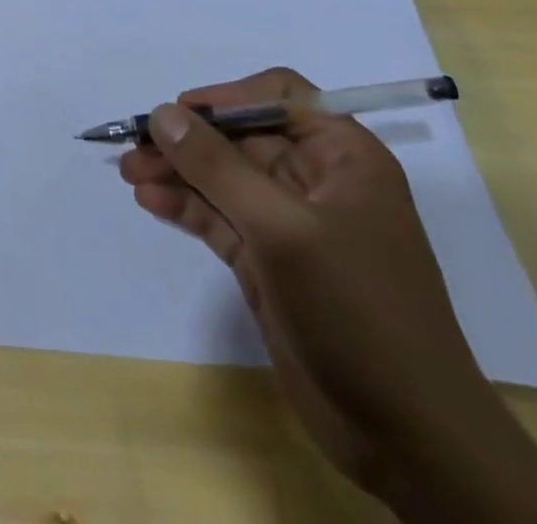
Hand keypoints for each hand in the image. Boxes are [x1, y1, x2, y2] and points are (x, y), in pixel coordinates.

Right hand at [119, 68, 497, 496]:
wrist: (408, 439)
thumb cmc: (358, 311)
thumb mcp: (283, 230)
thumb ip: (217, 167)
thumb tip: (161, 113)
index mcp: (343, 157)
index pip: (279, 96)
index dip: (227, 97)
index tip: (179, 113)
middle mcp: (316, 180)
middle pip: (239, 136)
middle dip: (187, 140)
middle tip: (134, 146)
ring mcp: (290, 223)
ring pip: (222, 177)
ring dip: (176, 171)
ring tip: (128, 172)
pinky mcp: (268, 261)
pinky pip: (217, 216)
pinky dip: (183, 205)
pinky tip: (149, 200)